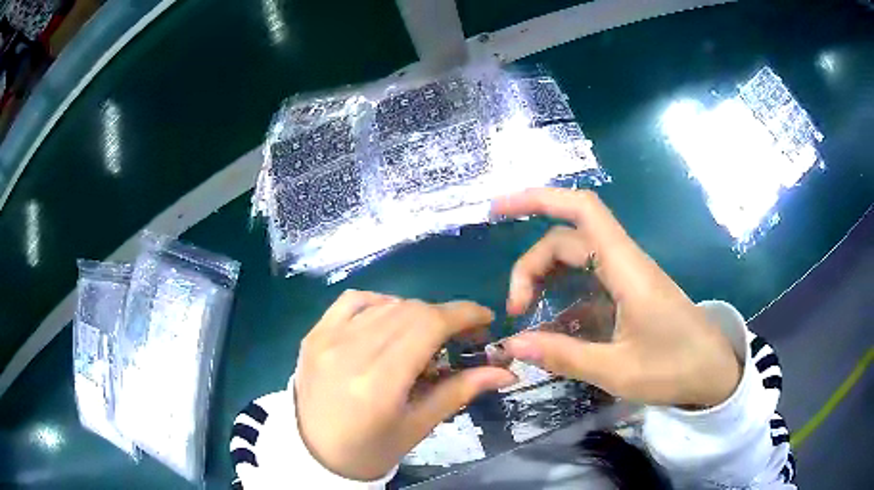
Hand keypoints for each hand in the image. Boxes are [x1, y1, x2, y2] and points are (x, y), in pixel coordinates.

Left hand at [294, 291, 516, 480]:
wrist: (314, 453)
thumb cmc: (371, 449)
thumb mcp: (418, 426)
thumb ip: (460, 391)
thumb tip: (505, 372)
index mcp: (379, 382)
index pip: (428, 325)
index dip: (463, 314)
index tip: (484, 320)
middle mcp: (350, 351)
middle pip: (411, 311)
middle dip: (445, 317)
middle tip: (460, 338)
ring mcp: (326, 338)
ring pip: (386, 304)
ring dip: (415, 314)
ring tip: (425, 338)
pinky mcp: (314, 334)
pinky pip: (353, 300)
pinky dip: (380, 304)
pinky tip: (389, 321)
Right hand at [493, 188, 740, 407]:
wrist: (715, 373)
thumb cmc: (675, 368)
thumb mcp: (617, 370)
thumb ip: (564, 355)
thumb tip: (512, 345)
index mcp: (626, 269)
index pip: (581, 211)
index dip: (539, 199)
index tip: (499, 210)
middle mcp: (625, 263)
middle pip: (567, 239)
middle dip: (531, 266)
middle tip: (515, 311)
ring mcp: (628, 278)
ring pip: (576, 257)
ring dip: (545, 277)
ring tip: (525, 312)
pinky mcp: (630, 293)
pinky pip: (588, 282)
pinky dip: (563, 296)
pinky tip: (552, 325)